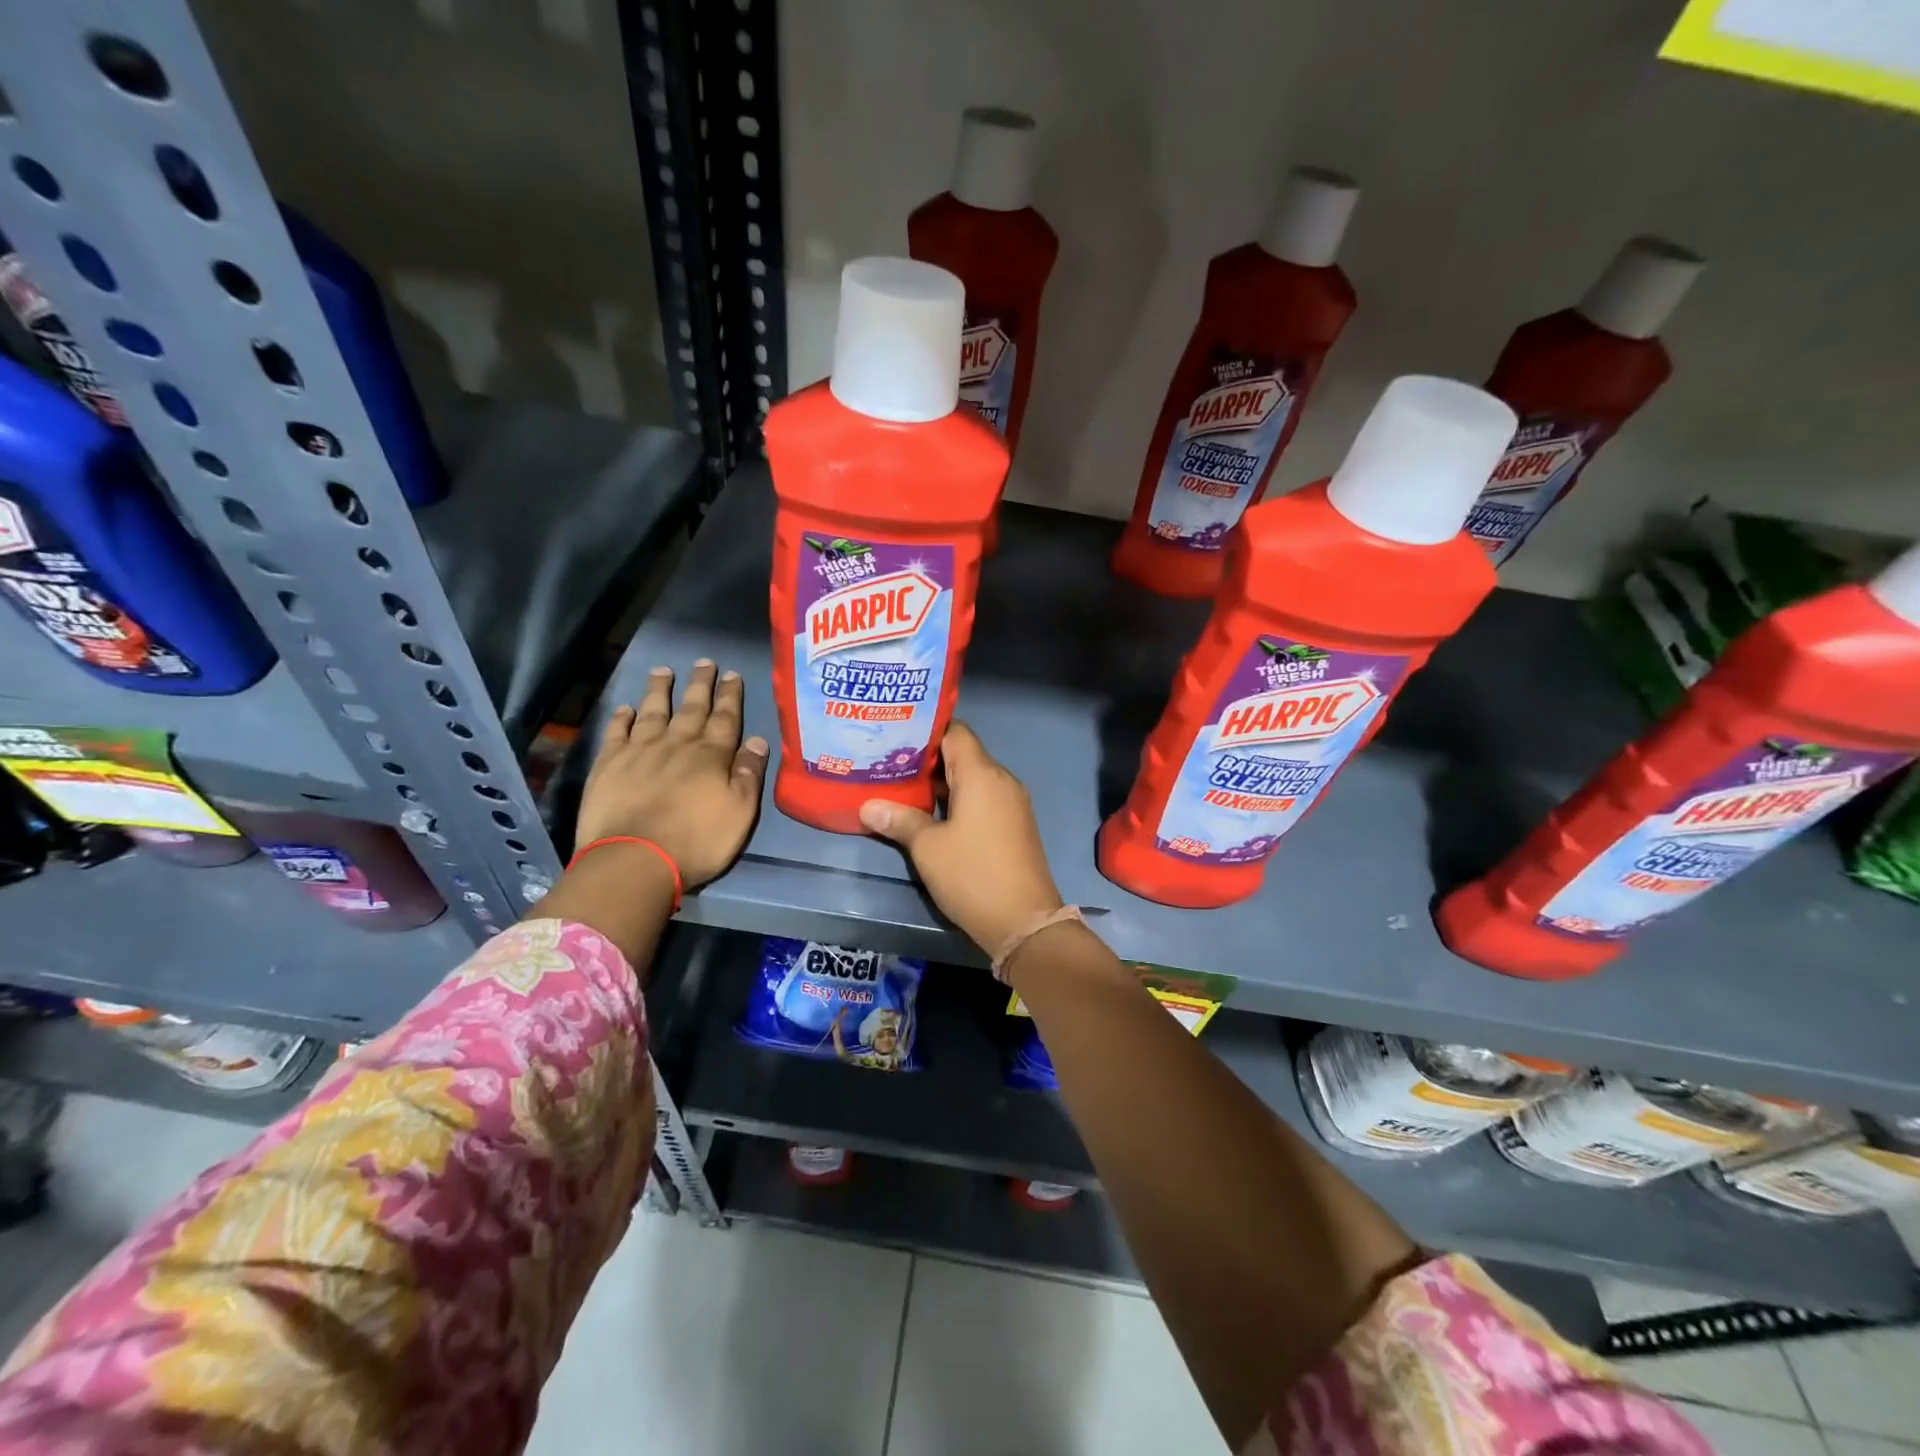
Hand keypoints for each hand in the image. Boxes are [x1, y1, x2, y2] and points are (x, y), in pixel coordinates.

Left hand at [577, 660, 768, 888]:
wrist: (635, 860)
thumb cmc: (697, 841)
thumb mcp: (740, 812)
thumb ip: (749, 774)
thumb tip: (757, 740)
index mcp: (711, 756)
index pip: (725, 718)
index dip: (730, 696)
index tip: (731, 674)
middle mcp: (676, 744)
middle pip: (691, 708)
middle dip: (700, 684)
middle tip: (703, 662)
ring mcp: (640, 752)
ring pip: (653, 712)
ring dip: (660, 690)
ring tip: (663, 671)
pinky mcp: (609, 765)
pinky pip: (617, 732)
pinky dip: (622, 717)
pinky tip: (626, 708)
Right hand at [859, 721, 1062, 952]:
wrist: (1024, 921)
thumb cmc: (972, 875)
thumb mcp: (928, 848)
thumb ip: (899, 820)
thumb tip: (868, 806)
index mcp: (982, 774)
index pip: (955, 732)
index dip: (926, 731)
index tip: (896, 736)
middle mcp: (1002, 780)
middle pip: (963, 754)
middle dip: (927, 759)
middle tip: (889, 763)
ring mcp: (1012, 803)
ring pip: (973, 779)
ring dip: (942, 783)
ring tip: (903, 788)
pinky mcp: (1015, 825)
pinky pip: (984, 799)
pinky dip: (959, 801)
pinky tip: (932, 815)